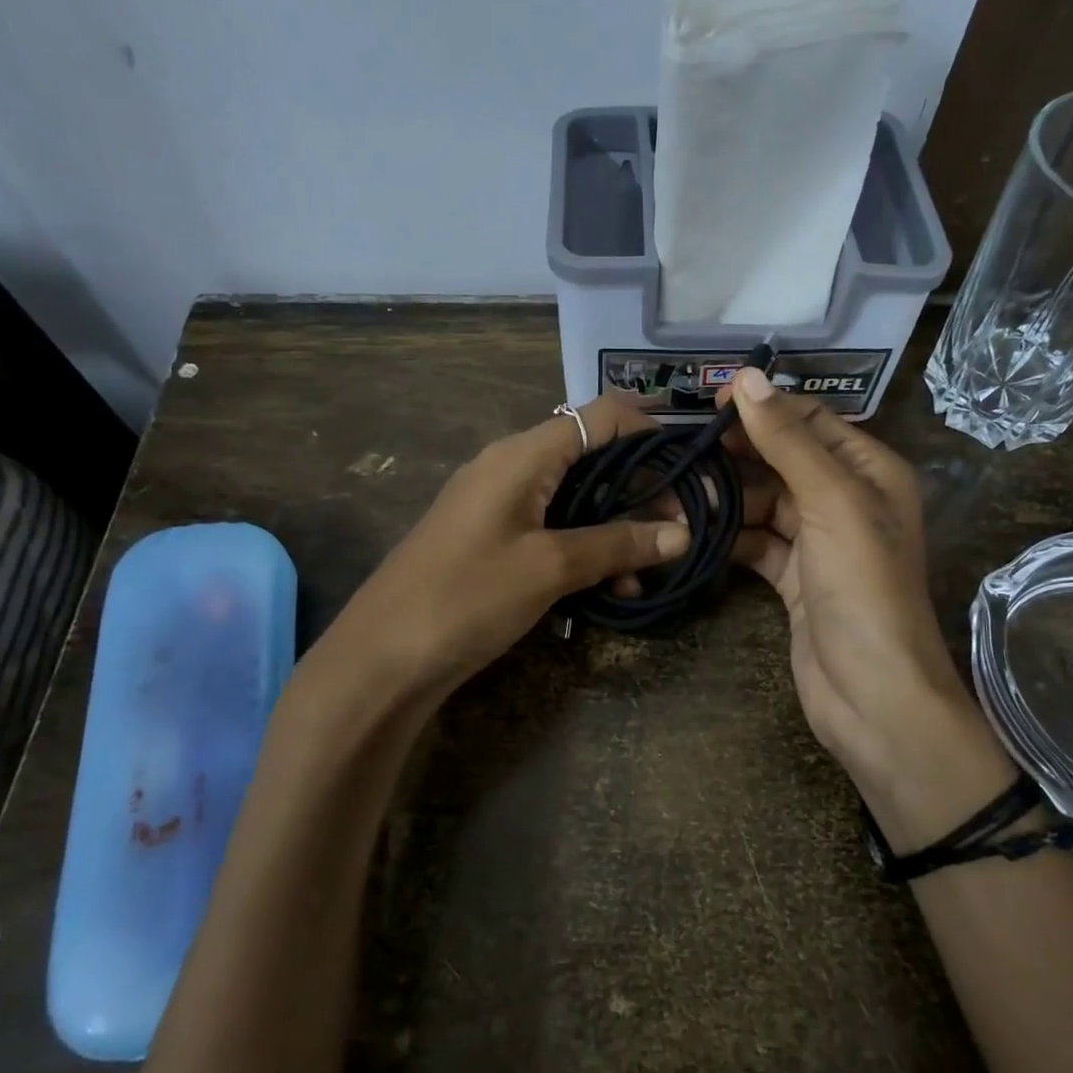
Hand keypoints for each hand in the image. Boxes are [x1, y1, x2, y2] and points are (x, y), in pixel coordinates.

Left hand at [327, 392, 688, 696]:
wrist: (382, 656)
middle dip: (640, 490)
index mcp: (523, 454)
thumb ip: (617, 545)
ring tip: (646, 573)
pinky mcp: (491, 539)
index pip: (601, 416)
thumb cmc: (467, 596)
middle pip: (592, 457)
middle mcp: (511, 466)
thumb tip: (681, 533)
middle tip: (680, 530)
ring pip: (575, 499)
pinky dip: (584, 549)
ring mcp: (498, 503)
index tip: (690, 471)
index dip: (650, 433)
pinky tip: (610, 589)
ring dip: (615, 528)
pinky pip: (551, 529)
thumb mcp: (549, 568)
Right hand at [719, 369, 1015, 848]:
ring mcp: (819, 543)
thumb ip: (789, 441)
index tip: (710, 403)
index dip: (764, 407)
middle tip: (681, 450)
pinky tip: (692, 531)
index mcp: (870, 472)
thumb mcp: (831, 502)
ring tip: (675, 493)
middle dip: (737, 455)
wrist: (873, 695)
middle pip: (783, 461)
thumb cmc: (863, 588)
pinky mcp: (794, 580)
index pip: (811, 421)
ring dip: (725, 498)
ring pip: (764, 503)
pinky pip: (756, 543)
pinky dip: (728, 536)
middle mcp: (847, 500)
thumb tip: (749, 378)